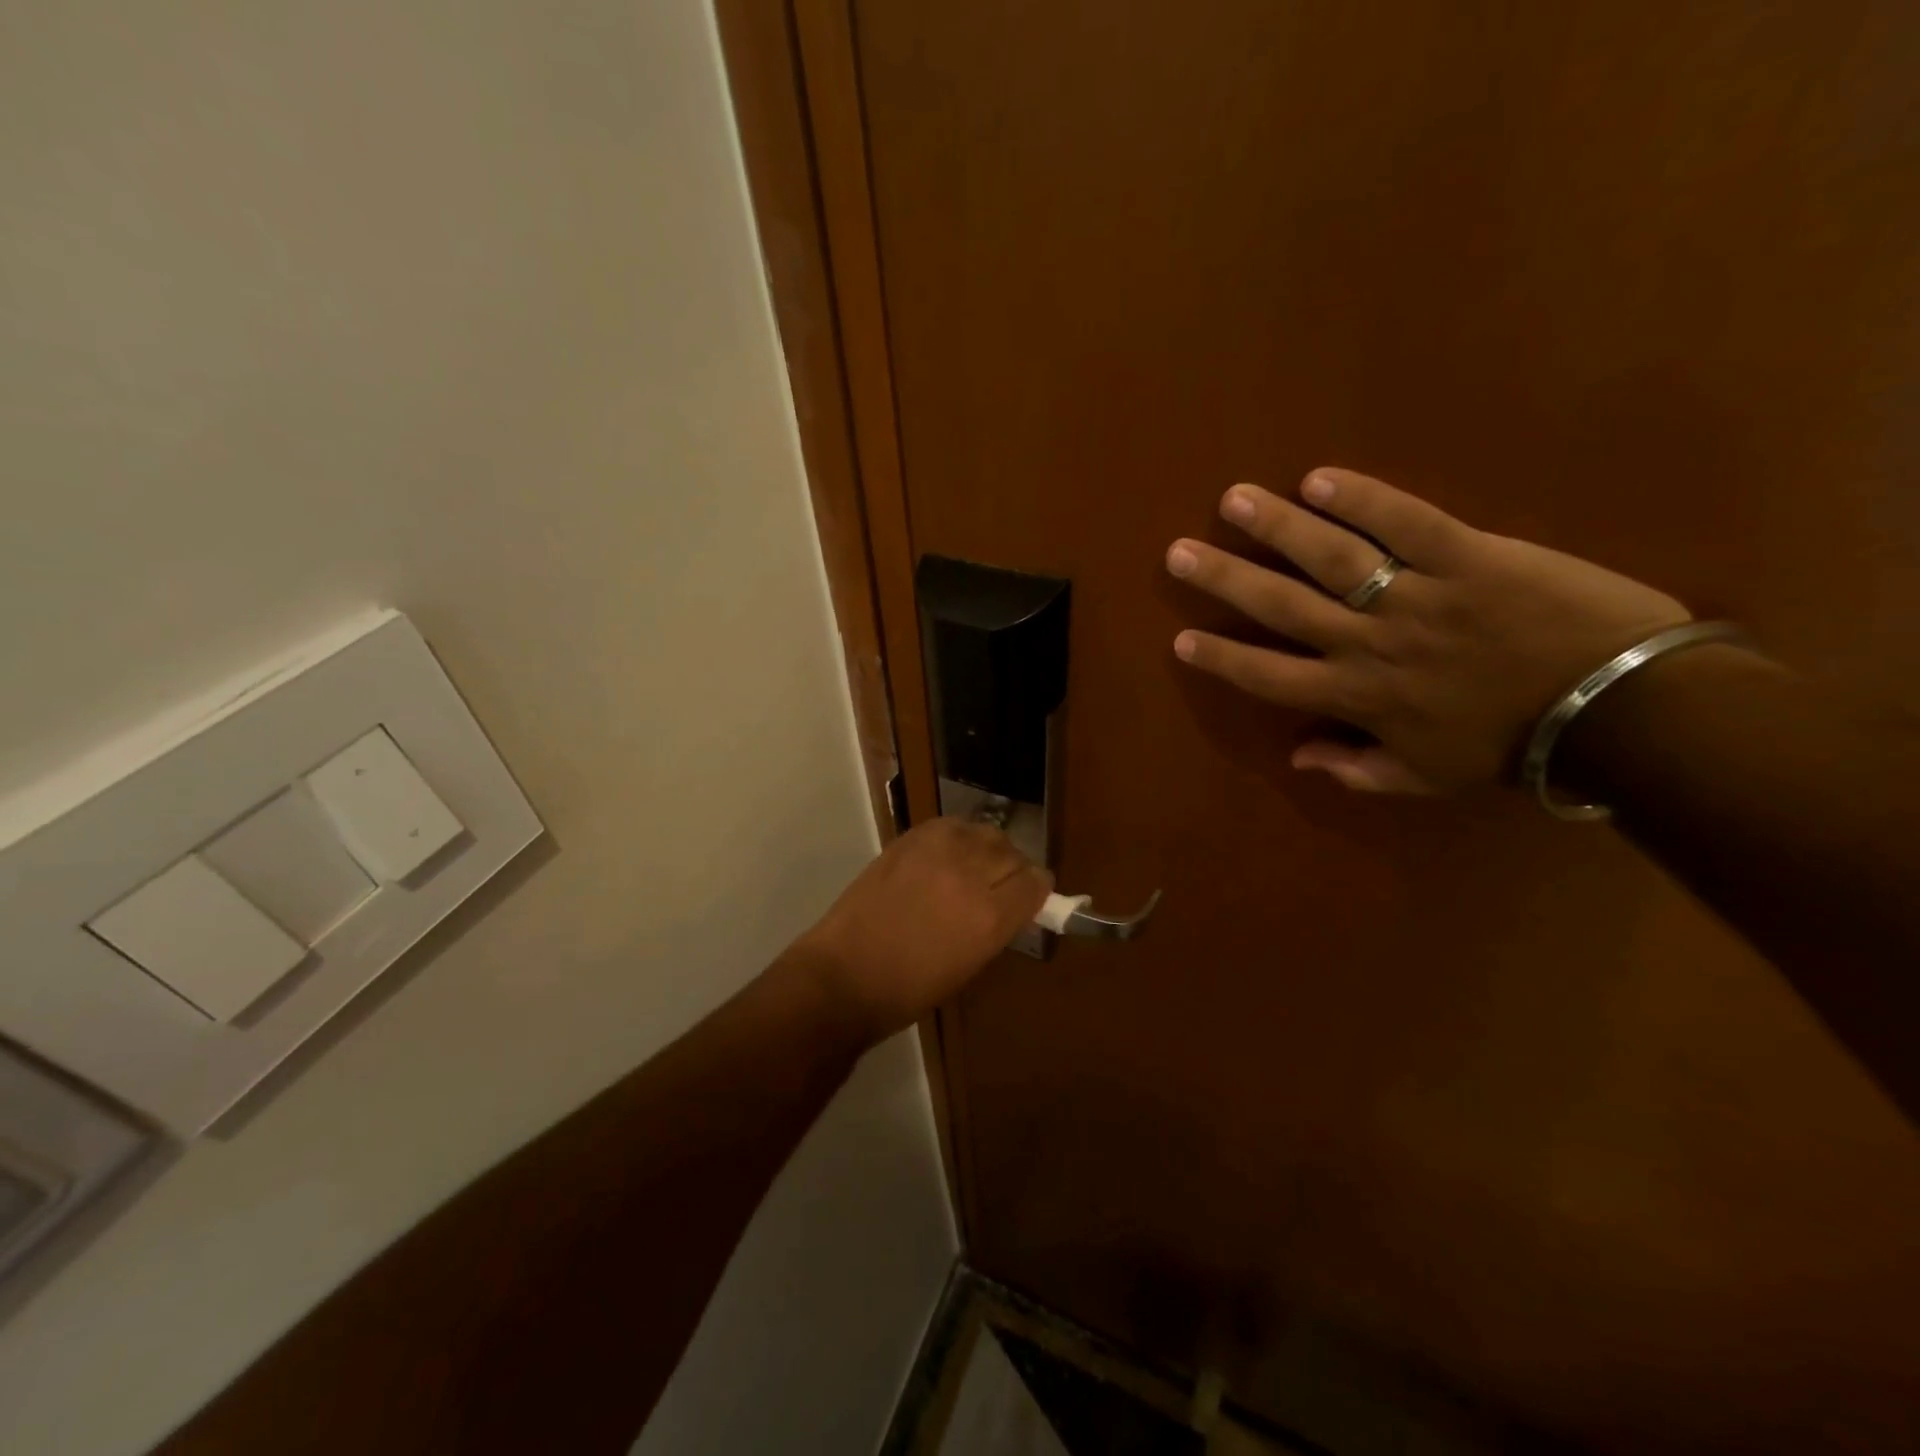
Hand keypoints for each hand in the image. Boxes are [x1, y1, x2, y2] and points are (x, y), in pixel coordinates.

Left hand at [789, 818, 1052, 1041]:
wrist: (845, 975)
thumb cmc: (909, 989)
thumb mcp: (970, 965)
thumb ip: (998, 926)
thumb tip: (1012, 904)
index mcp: (990, 918)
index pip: (1036, 882)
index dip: (1036, 890)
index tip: (1028, 897)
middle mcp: (970, 876)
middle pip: (1013, 853)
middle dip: (1013, 870)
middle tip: (999, 885)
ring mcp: (937, 853)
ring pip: (985, 832)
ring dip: (987, 849)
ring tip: (972, 866)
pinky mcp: (909, 840)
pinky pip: (951, 825)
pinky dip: (957, 836)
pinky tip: (947, 854)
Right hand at [1166, 468, 1690, 792]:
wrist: (1618, 708)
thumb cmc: (1511, 744)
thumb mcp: (1426, 776)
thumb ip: (1357, 769)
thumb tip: (1298, 757)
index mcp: (1357, 697)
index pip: (1268, 677)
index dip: (1221, 658)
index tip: (1181, 639)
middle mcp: (1369, 644)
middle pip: (1281, 607)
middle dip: (1225, 580)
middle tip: (1179, 553)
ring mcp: (1416, 596)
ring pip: (1331, 558)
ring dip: (1277, 528)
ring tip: (1234, 500)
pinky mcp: (1468, 556)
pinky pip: (1407, 523)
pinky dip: (1364, 500)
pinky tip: (1319, 479)